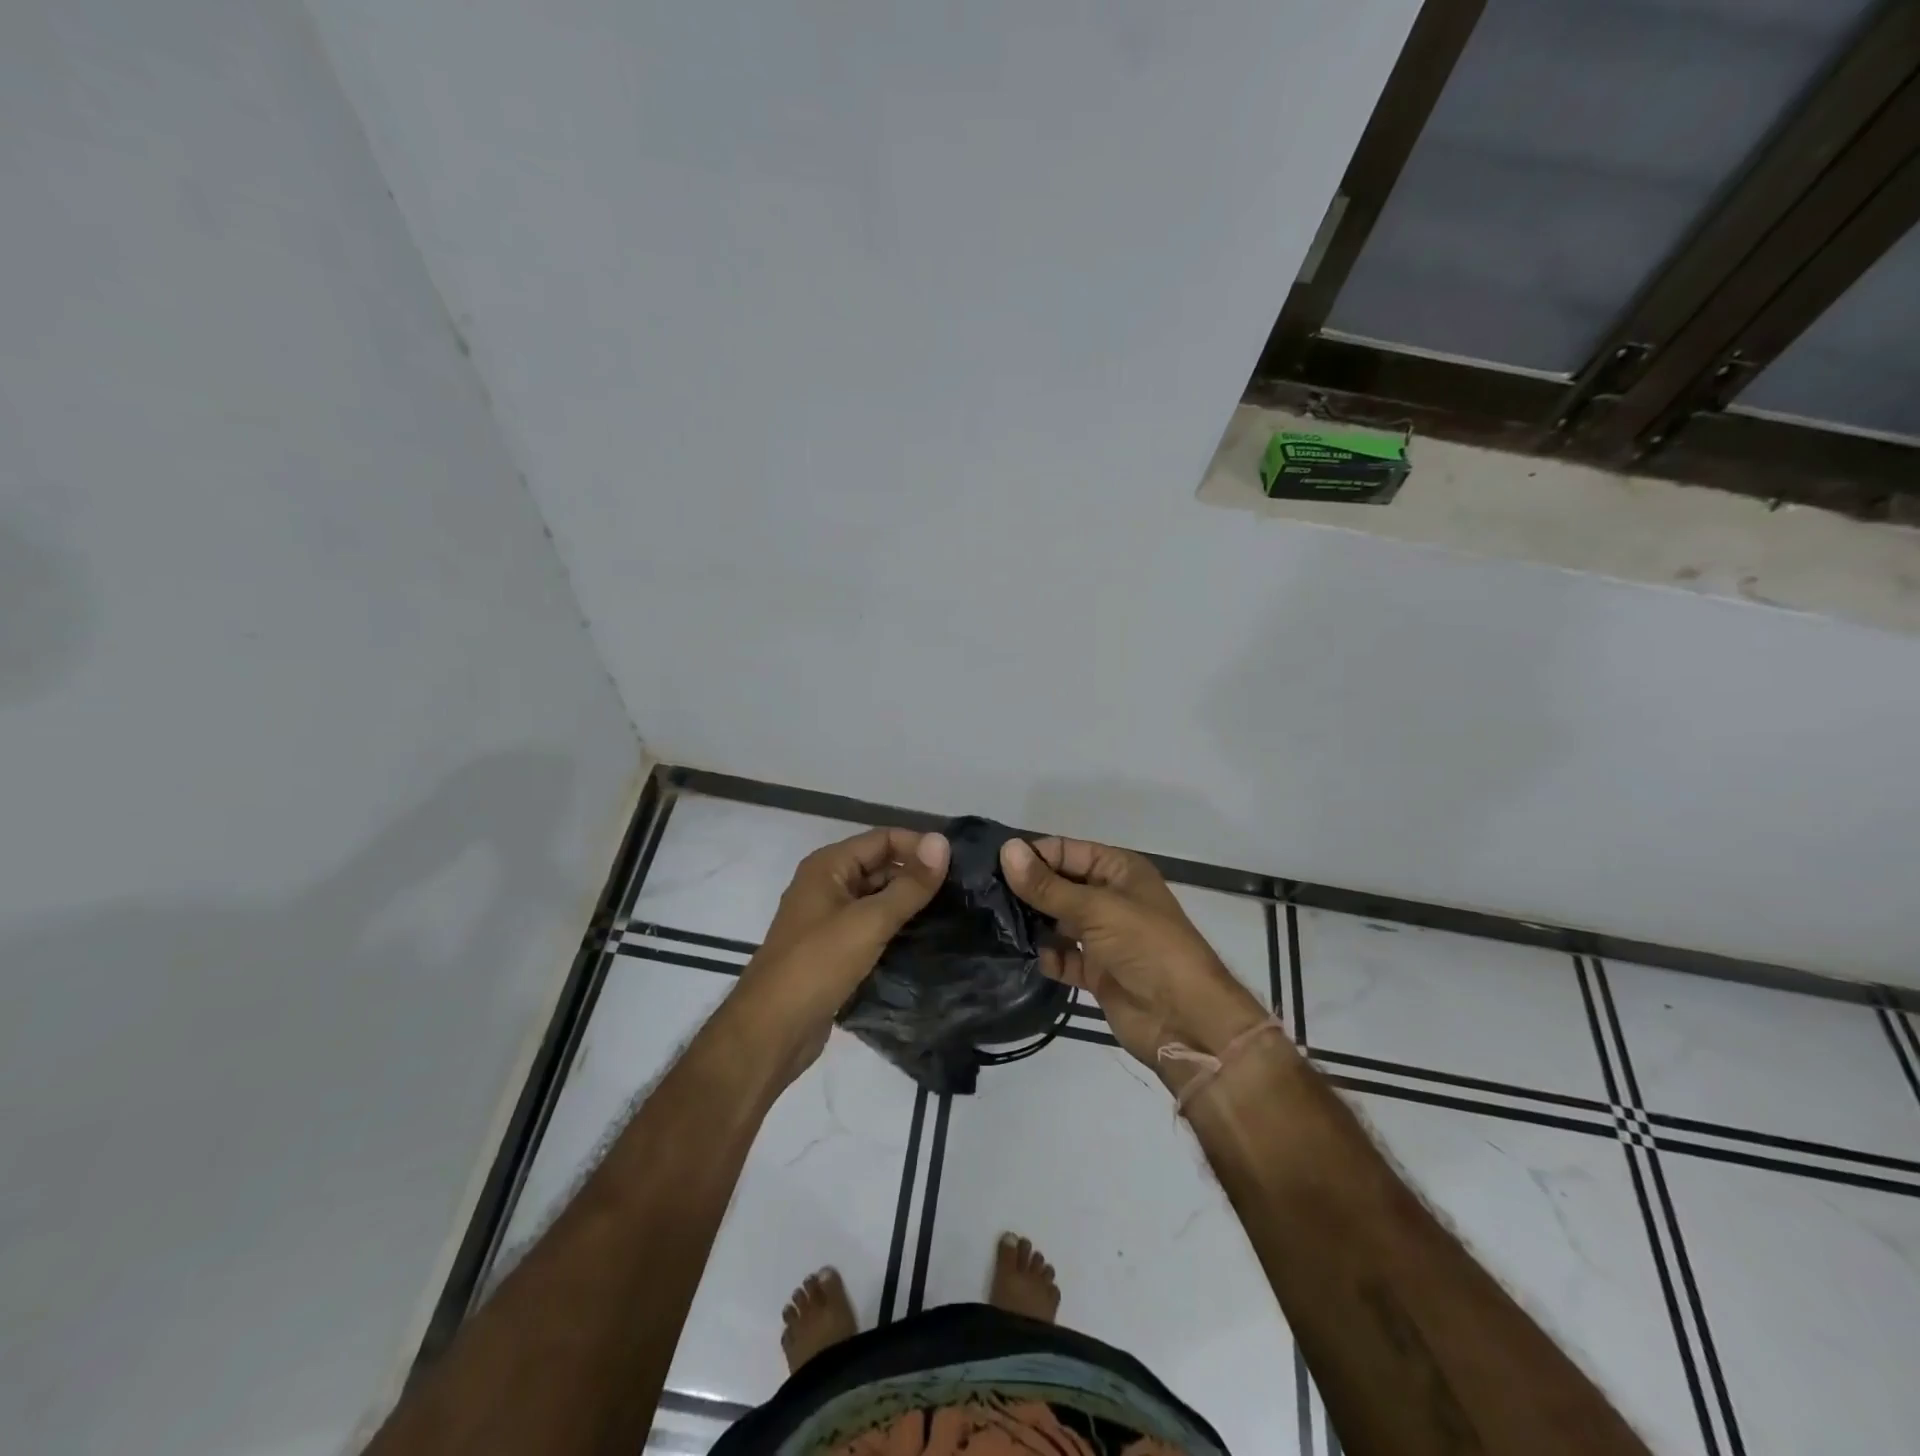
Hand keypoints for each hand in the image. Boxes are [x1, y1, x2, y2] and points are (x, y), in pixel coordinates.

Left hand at [733, 827, 950, 1087]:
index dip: (919, 847)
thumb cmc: (817, 965)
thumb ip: (909, 884)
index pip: (883, 839)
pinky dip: (896, 931)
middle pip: (881, 867)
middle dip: (917, 877)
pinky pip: (872, 929)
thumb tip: (942, 842)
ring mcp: (829, 920)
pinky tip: (927, 942)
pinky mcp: (835, 951)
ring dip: (910, 905)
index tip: (958, 866)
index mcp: (828, 866)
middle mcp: (827, 885)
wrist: (771, 1031)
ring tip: (953, 916)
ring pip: (878, 900)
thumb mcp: (869, 921)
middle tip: (961, 893)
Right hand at [1000, 836, 1268, 1083]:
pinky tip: (1019, 955)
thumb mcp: (1096, 909)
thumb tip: (1007, 850)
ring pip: (1057, 921)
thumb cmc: (1147, 948)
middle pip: (1059, 885)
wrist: (1185, 1020)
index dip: (1033, 856)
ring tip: (990, 923)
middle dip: (1027, 889)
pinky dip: (1045, 956)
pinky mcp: (1095, 971)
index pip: (1067, 851)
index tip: (991, 866)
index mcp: (1119, 871)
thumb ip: (1048, 886)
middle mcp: (1110, 898)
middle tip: (982, 895)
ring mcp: (1103, 937)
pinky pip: (1062, 956)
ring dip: (1031, 923)